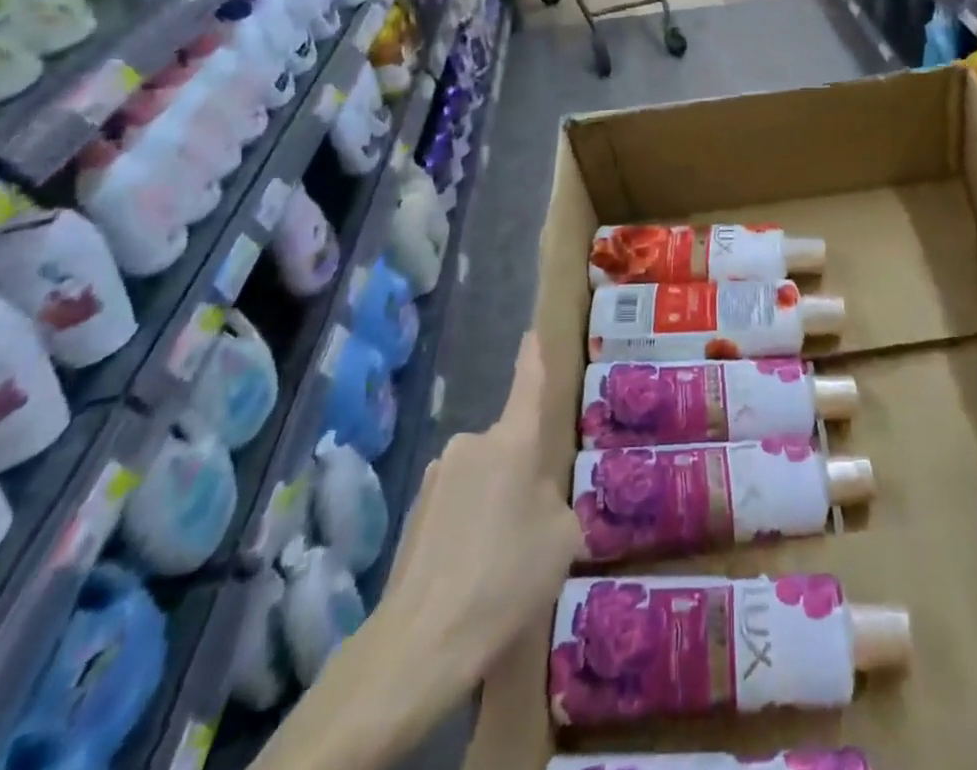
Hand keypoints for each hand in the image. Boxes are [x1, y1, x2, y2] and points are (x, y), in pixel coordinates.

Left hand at [375, 329, 584, 686]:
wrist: (421, 642)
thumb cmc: (506, 577)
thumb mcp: (561, 538)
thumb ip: (557, 505)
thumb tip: (538, 503)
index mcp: (512, 441)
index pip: (527, 385)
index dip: (533, 358)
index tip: (532, 333)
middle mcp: (471, 444)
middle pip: (508, 447)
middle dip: (521, 476)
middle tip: (533, 529)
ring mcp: (437, 477)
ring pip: (482, 479)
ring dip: (493, 505)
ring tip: (499, 564)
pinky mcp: (414, 512)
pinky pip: (456, 507)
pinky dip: (468, 529)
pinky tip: (470, 576)